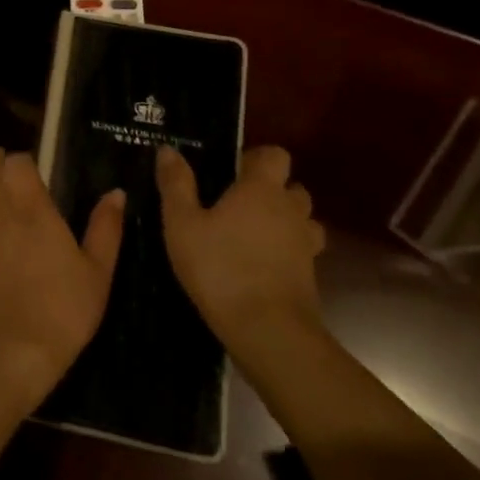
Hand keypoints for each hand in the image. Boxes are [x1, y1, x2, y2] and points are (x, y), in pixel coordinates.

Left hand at [0, 149, 124, 403]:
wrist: (12, 349)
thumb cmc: (63, 310)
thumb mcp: (97, 271)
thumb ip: (105, 228)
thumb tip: (115, 192)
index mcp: (33, 210)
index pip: (17, 164)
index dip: (25, 158)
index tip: (37, 164)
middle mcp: (0, 212)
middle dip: (2, 163)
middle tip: (15, 165)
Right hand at [157, 143, 325, 363]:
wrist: (267, 330)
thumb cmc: (219, 268)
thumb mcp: (181, 224)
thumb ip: (176, 184)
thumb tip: (168, 149)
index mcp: (262, 189)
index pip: (275, 155)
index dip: (256, 158)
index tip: (231, 171)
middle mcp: (290, 210)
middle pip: (292, 187)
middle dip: (270, 190)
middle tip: (236, 205)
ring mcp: (305, 244)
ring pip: (302, 220)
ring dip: (284, 221)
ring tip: (251, 235)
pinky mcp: (311, 275)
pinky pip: (301, 250)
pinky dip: (286, 251)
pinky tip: (260, 265)